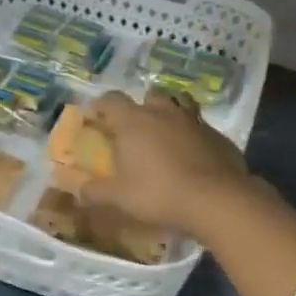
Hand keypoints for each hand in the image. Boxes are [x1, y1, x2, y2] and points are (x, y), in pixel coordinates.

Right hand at [80, 91, 251, 238]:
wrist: (216, 199)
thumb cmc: (159, 194)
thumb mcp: (119, 198)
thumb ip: (95, 192)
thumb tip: (77, 190)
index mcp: (134, 121)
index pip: (111, 100)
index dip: (100, 107)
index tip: (95, 119)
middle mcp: (163, 112)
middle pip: (148, 96)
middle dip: (140, 108)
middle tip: (134, 129)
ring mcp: (194, 120)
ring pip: (179, 103)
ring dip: (169, 113)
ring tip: (165, 133)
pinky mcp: (217, 134)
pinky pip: (200, 126)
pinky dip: (193, 134)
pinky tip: (192, 153)